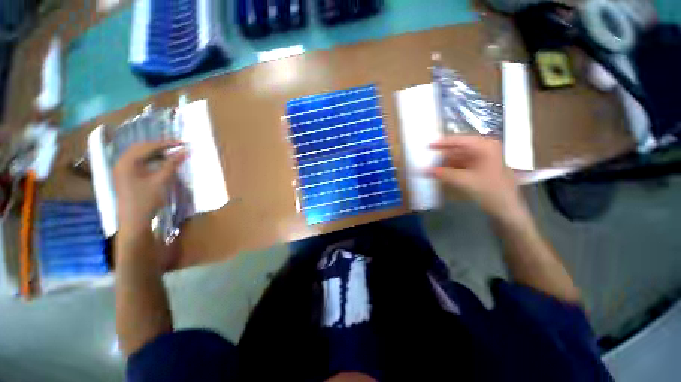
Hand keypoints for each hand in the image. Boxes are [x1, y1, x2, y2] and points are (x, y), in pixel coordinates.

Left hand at [114, 141, 186, 235]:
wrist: (134, 221)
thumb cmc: (147, 200)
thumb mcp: (161, 181)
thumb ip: (172, 164)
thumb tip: (185, 151)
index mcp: (127, 162)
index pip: (148, 147)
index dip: (167, 144)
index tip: (183, 143)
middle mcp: (122, 163)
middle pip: (141, 148)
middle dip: (160, 146)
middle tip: (178, 147)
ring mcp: (122, 170)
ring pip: (140, 155)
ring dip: (156, 153)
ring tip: (171, 154)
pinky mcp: (126, 177)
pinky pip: (139, 163)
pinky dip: (151, 160)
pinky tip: (161, 163)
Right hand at [426, 135, 527, 222]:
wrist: (507, 208)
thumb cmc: (490, 191)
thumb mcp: (464, 181)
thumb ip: (443, 174)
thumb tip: (423, 170)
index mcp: (485, 146)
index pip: (459, 140)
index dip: (442, 143)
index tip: (427, 146)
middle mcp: (484, 149)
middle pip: (458, 148)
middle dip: (442, 155)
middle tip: (426, 158)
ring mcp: (482, 159)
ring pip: (458, 157)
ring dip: (445, 163)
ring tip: (430, 166)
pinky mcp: (479, 168)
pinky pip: (461, 165)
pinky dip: (450, 168)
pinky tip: (440, 173)